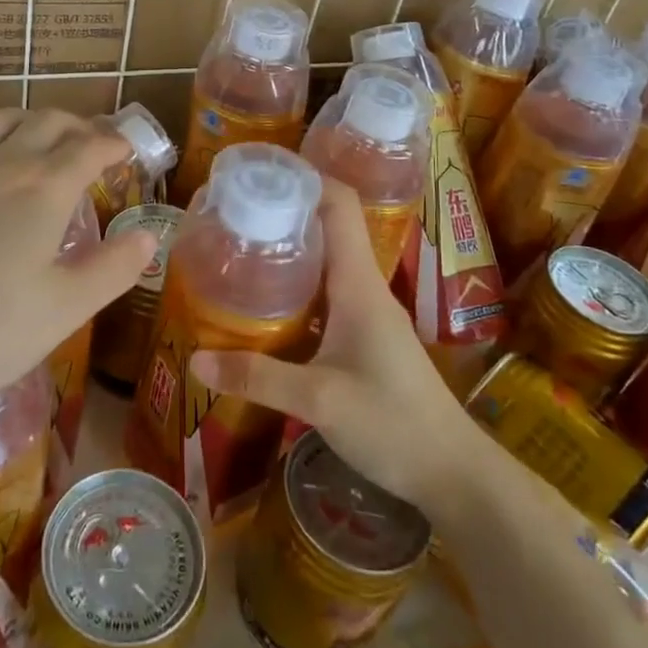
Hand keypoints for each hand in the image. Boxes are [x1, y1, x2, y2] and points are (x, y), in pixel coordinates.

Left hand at [0, 109, 155, 438]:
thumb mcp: (60, 312)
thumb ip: (110, 271)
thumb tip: (149, 236)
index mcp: (42, 189)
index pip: (89, 147)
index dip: (113, 142)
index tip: (127, 148)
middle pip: (44, 122)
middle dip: (75, 124)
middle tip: (89, 140)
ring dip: (24, 121)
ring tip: (34, 138)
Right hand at [192, 180, 487, 513]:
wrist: (453, 473)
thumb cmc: (392, 422)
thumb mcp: (318, 400)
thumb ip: (256, 377)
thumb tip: (194, 359)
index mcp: (358, 283)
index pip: (340, 205)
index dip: (305, 179)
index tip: (259, 174)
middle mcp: (363, 288)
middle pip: (327, 229)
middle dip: (283, 215)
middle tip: (231, 215)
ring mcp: (366, 314)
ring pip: (324, 265)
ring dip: (287, 253)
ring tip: (237, 253)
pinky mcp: (364, 339)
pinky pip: (325, 297)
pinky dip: (295, 290)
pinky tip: (264, 308)